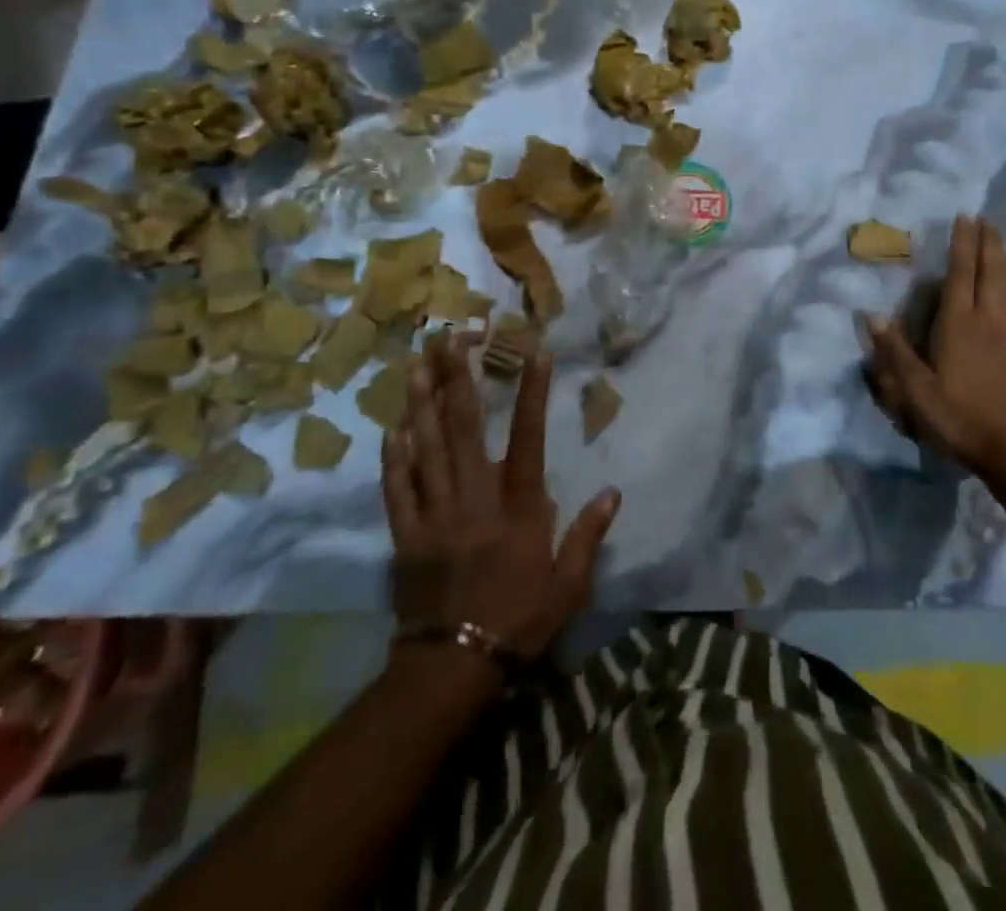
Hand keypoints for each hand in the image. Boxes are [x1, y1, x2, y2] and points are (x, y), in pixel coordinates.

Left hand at [382, 334, 620, 660]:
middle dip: (457, 378)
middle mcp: (474, 499)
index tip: (532, 350)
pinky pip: (397, 488)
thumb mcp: (568, 585)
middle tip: (449, 336)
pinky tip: (392, 426)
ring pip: (426, 448)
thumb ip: (588, 536)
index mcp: (517, 508)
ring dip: (421, 402)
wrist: (454, 668)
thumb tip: (614, 492)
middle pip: (464, 429)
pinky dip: (394, 456)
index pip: (527, 438)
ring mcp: (435, 514)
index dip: (530, 392)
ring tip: (417, 362)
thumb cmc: (519, 621)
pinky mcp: (406, 535)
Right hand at [865, 214, 1005, 478]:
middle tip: (985, 217)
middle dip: (987, 242)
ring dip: (1002, 257)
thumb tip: (871, 314)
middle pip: (990, 271)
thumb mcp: (915, 390)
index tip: (964, 217)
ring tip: (998, 238)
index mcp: (960, 324)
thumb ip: (894, 351)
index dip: (962, 244)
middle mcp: (987, 319)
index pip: (961, 274)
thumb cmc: (958, 416)